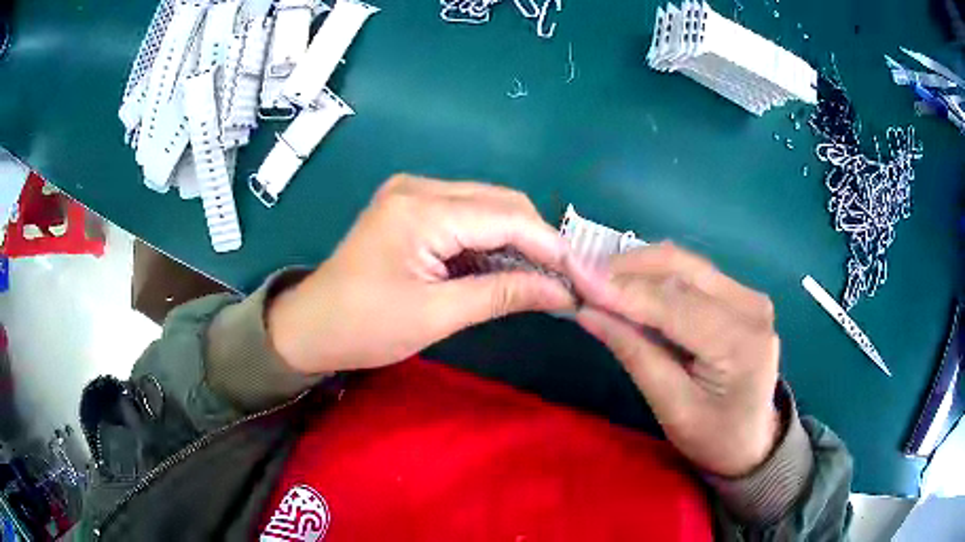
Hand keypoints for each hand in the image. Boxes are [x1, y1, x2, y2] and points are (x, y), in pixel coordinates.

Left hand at [267, 175, 575, 374]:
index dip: (549, 245)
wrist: (310, 326)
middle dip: (535, 240)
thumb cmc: (364, 327)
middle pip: (500, 202)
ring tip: (537, 278)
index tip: (580, 276)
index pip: (506, 216)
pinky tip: (502, 268)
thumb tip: (561, 292)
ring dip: (514, 240)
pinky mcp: (410, 207)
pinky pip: (465, 215)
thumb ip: (503, 295)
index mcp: (421, 210)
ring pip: (486, 206)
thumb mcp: (437, 316)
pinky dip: (489, 240)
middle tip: (560, 281)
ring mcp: (412, 193)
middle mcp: (419, 187)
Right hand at [567, 242, 780, 476]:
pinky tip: (629, 286)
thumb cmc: (714, 437)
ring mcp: (748, 295)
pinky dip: (655, 275)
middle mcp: (750, 306)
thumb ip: (635, 354)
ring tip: (598, 282)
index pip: (674, 303)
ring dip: (637, 267)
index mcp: (740, 342)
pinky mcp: (740, 294)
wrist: (755, 440)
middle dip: (625, 269)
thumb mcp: (672, 408)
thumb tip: (588, 311)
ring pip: (683, 263)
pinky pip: (691, 272)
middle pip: (680, 269)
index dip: (621, 289)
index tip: (574, 277)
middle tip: (580, 278)